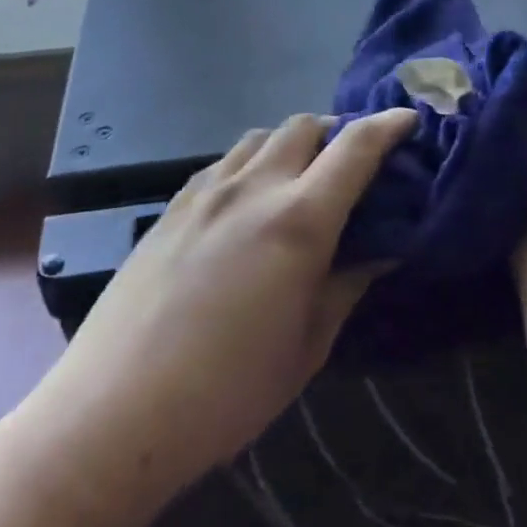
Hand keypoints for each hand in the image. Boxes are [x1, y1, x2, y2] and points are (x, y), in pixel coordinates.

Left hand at [32, 109, 416, 505]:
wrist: (118, 406)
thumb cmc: (230, 389)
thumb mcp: (307, 345)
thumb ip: (347, 284)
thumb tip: (382, 249)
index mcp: (299, 219)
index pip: (354, 148)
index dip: (387, 127)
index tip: (408, 120)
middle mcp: (253, 187)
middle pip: (303, 125)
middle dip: (336, 131)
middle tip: (352, 164)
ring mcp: (206, 191)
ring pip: (259, 138)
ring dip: (291, 144)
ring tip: (300, 179)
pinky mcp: (172, 205)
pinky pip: (223, 162)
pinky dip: (250, 163)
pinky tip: (247, 201)